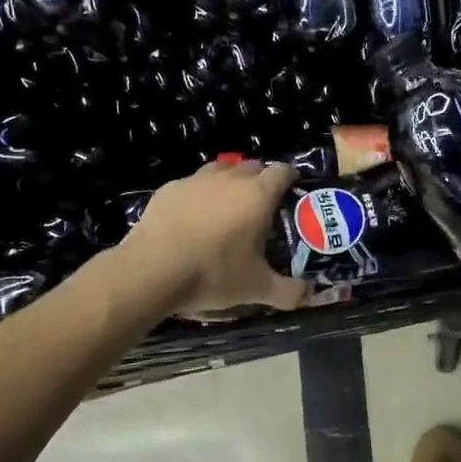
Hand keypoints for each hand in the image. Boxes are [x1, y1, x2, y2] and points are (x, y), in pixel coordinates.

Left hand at [121, 158, 310, 315]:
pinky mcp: (168, 189)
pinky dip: (198, 195)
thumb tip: (308, 295)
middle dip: (260, 180)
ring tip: (227, 208)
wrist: (151, 270)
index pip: (283, 171)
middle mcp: (230, 178)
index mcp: (258, 194)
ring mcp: (195, 180)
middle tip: (261, 207)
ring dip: (229, 182)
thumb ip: (288, 291)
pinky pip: (191, 184)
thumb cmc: (213, 273)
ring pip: (221, 170)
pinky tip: (192, 218)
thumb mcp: (256, 288)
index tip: (292, 193)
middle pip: (253, 166)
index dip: (290, 179)